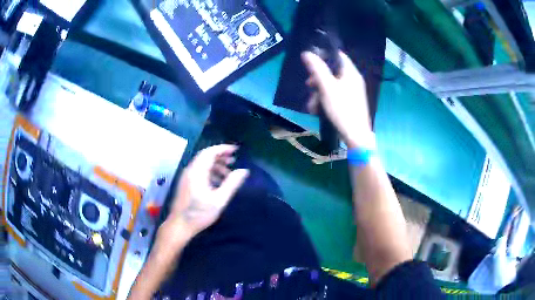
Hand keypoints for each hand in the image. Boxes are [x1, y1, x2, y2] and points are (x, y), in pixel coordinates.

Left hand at [160, 145, 248, 246]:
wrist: (179, 225)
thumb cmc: (199, 214)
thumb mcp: (219, 200)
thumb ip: (232, 184)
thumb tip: (244, 171)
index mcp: (197, 172)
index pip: (209, 152)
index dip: (223, 149)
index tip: (235, 150)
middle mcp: (190, 171)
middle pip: (205, 156)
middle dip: (220, 156)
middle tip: (233, 160)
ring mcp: (186, 177)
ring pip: (202, 164)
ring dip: (215, 165)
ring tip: (228, 173)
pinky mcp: (185, 183)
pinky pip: (198, 171)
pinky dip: (209, 172)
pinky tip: (217, 182)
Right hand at [302, 51, 373, 148]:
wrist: (355, 135)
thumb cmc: (342, 108)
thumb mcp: (327, 87)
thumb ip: (317, 69)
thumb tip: (307, 53)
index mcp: (350, 73)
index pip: (338, 56)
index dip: (324, 55)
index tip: (311, 62)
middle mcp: (353, 80)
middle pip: (332, 72)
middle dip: (318, 79)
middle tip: (309, 85)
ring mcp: (351, 92)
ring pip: (331, 85)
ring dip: (318, 93)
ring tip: (312, 105)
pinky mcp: (349, 103)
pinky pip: (335, 96)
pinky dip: (325, 100)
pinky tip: (317, 111)